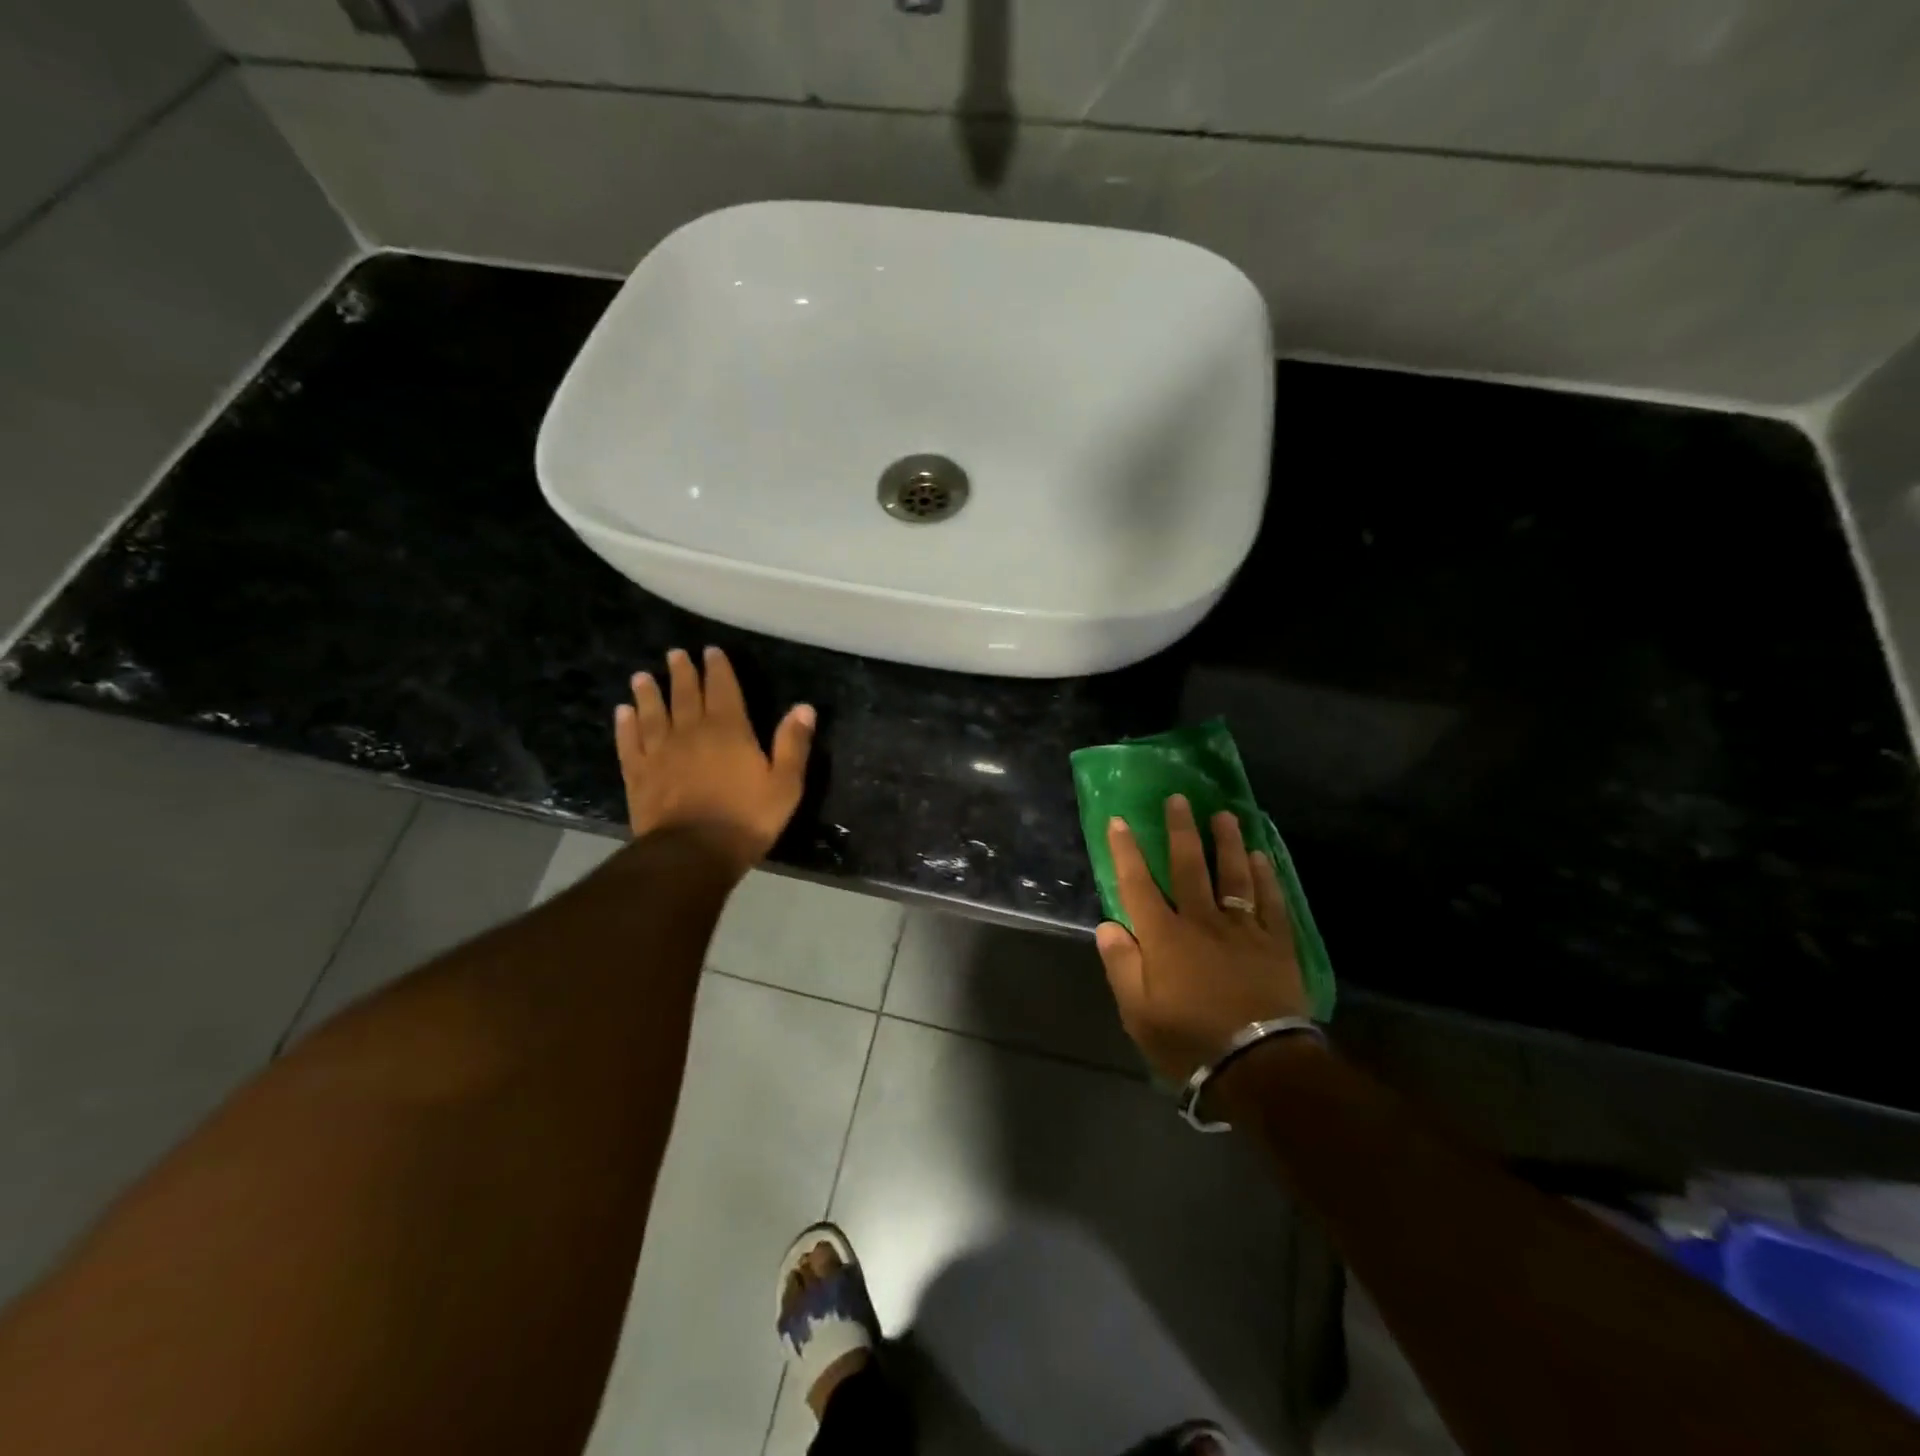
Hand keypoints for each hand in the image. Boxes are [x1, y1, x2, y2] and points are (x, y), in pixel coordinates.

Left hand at [614, 646, 815, 876]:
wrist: (692, 853)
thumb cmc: (746, 818)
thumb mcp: (785, 784)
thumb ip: (793, 744)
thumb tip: (804, 707)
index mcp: (730, 730)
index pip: (723, 689)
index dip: (718, 669)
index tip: (710, 651)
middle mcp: (692, 732)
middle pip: (685, 695)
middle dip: (682, 673)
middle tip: (675, 654)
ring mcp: (660, 752)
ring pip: (652, 713)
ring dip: (648, 693)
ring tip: (641, 676)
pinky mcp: (639, 775)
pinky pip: (630, 743)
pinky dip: (626, 726)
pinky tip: (622, 713)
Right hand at [1094, 795, 1308, 1082]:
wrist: (1258, 1066)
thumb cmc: (1189, 1040)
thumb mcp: (1138, 1012)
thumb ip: (1121, 964)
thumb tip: (1107, 925)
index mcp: (1163, 936)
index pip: (1137, 884)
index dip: (1126, 851)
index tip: (1120, 821)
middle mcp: (1201, 921)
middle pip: (1188, 866)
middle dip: (1180, 830)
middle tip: (1179, 798)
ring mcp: (1242, 929)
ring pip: (1233, 875)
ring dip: (1227, 842)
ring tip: (1224, 815)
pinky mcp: (1275, 944)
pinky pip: (1270, 902)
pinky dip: (1266, 877)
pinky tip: (1262, 857)